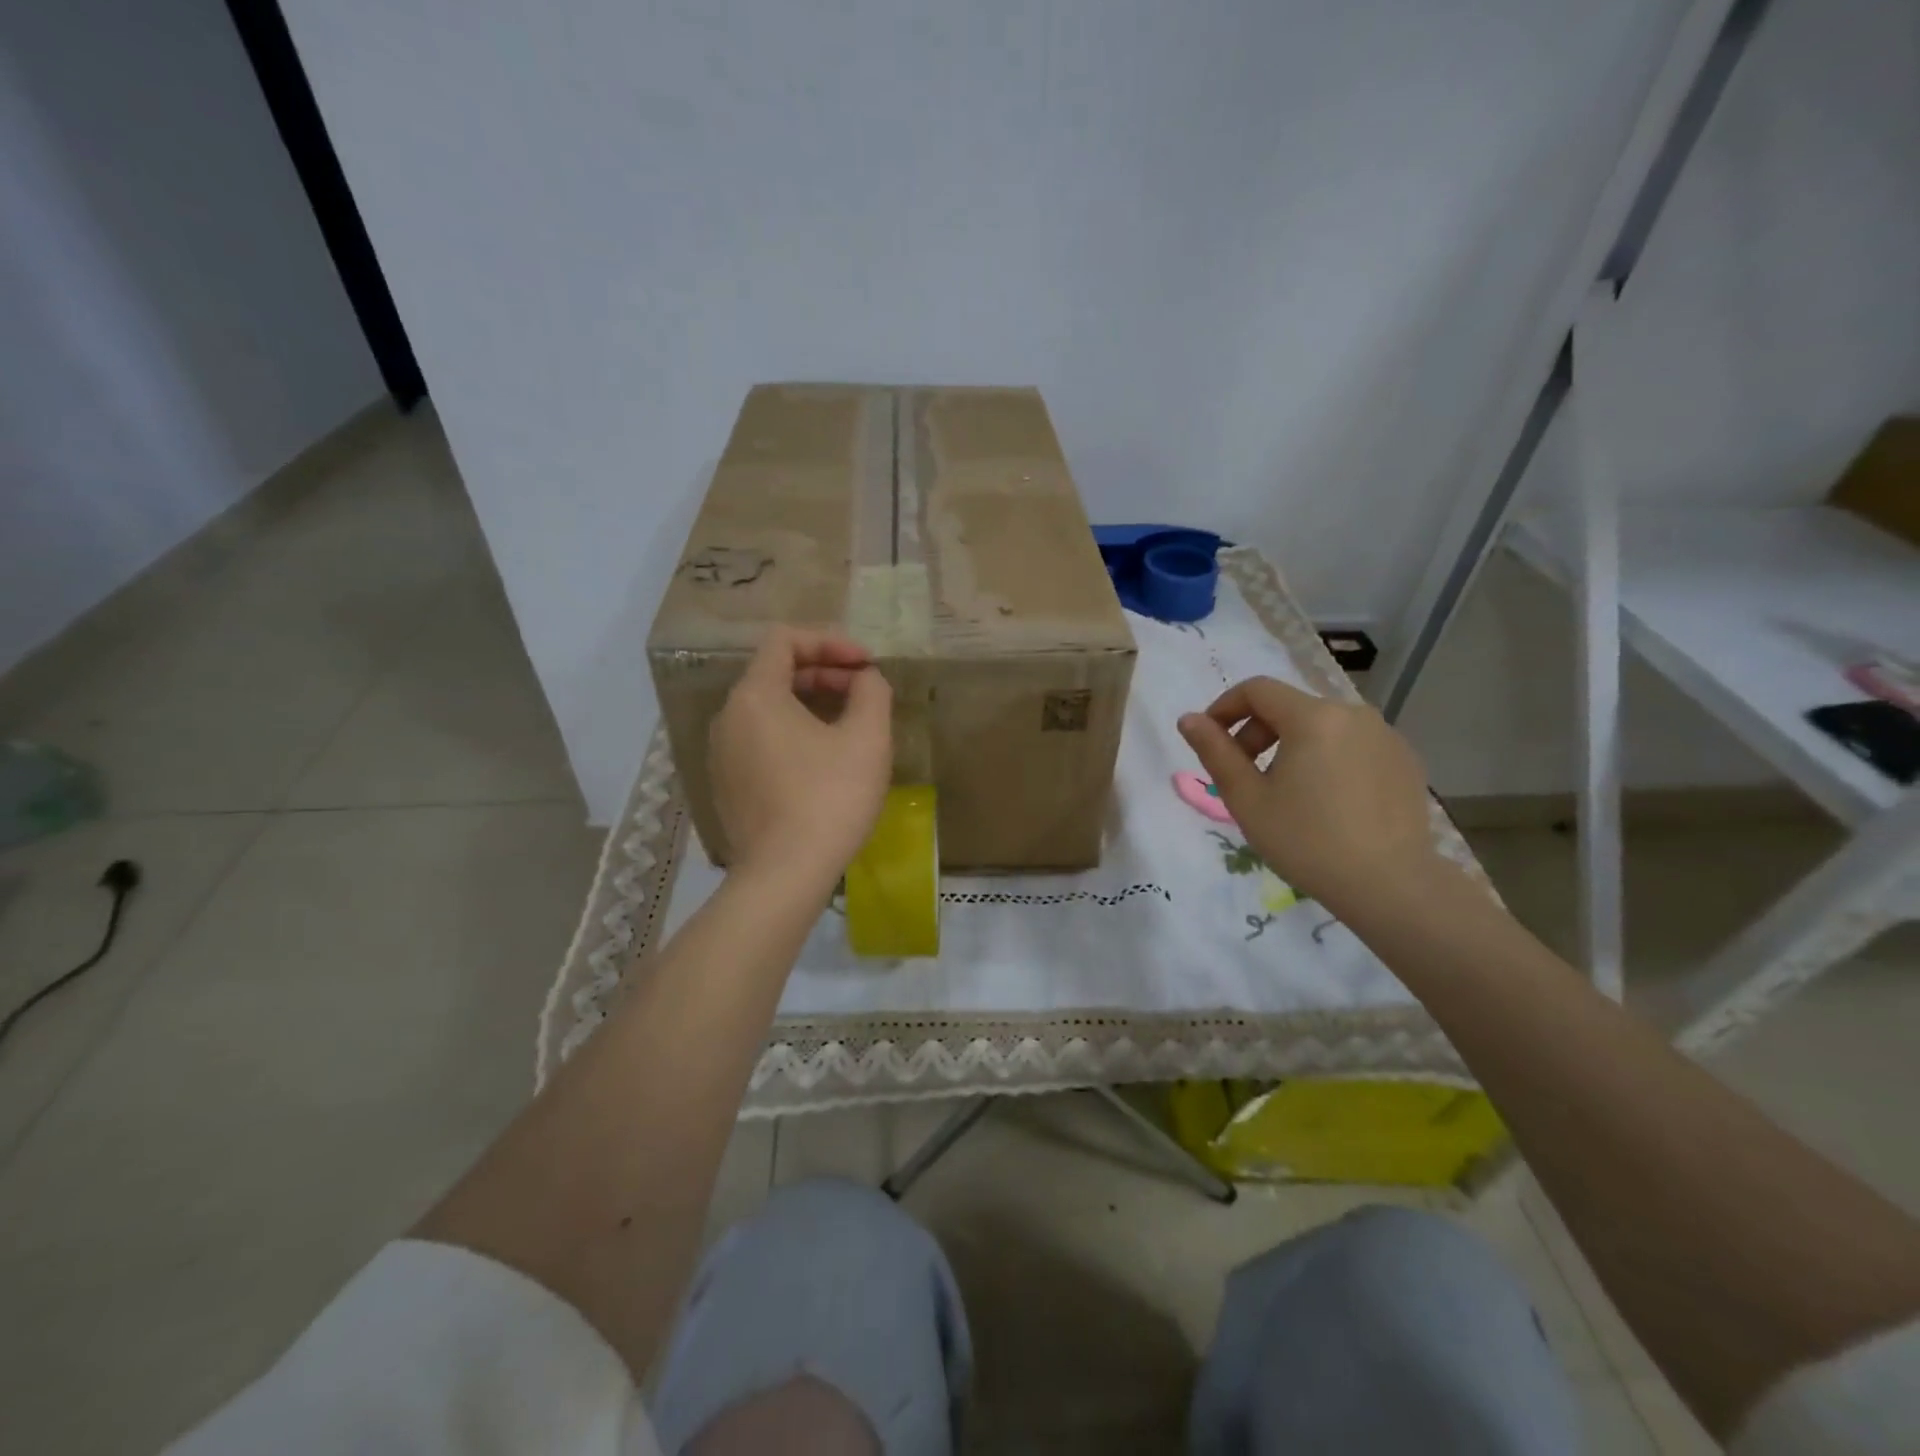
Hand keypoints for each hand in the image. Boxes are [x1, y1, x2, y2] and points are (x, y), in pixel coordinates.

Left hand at [710, 626, 891, 889]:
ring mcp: (722, 753)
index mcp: (755, 695)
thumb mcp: (867, 738)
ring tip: (850, 722)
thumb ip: (872, 691)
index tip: (867, 664)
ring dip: (810, 702)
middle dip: (824, 672)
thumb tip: (865, 679)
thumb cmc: (829, 798)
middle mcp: (728, 717)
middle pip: (775, 672)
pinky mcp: (728, 784)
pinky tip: (824, 759)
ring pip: (768, 708)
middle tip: (864, 691)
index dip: (830, 641)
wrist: (784, 875)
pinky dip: (793, 732)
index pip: (785, 640)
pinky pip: (760, 739)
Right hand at [1178, 677, 1439, 915]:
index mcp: (1313, 717)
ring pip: (1321, 726)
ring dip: (1291, 746)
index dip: (1224, 708)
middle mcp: (1353, 713)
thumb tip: (1189, 719)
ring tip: (1285, 791)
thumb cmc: (1305, 840)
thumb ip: (1215, 751)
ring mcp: (1385, 735)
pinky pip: (1352, 744)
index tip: (1210, 741)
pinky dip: (1326, 758)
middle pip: (1289, 706)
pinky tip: (1325, 800)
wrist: (1389, 885)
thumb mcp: (1246, 798)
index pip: (1257, 689)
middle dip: (1257, 732)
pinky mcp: (1404, 760)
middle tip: (1244, 775)